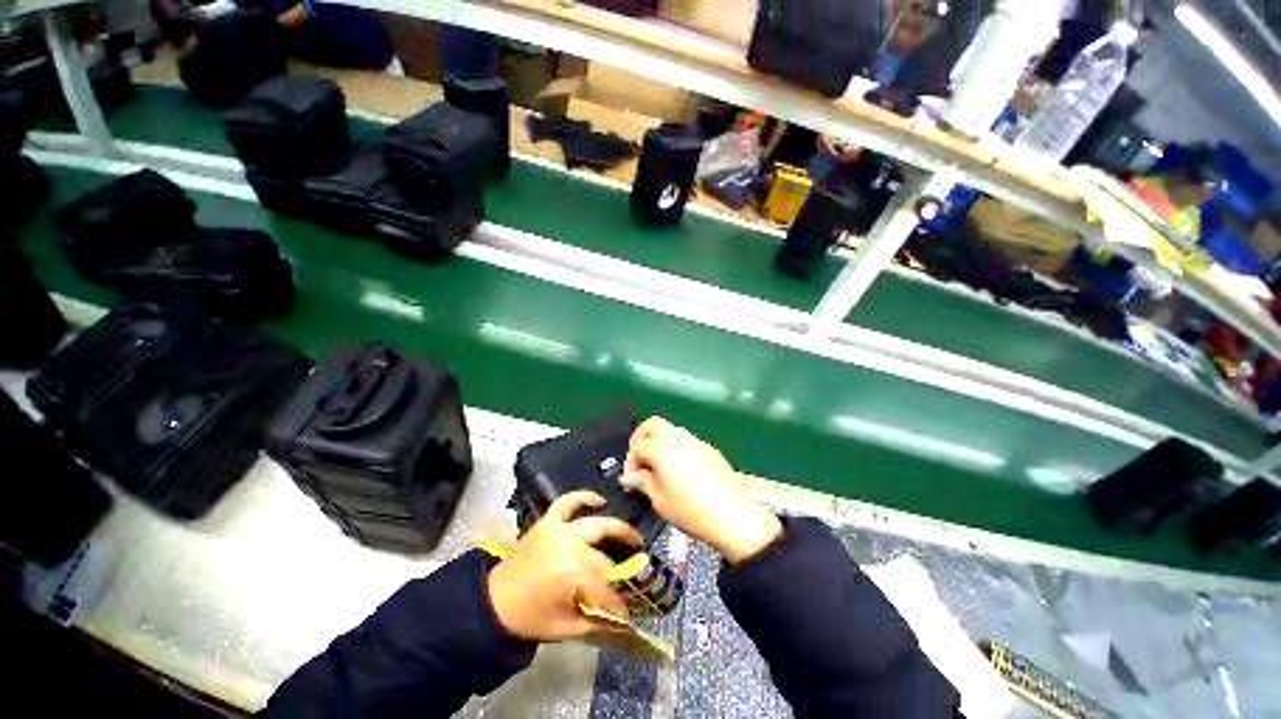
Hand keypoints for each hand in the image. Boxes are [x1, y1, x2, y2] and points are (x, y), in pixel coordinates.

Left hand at [487, 491, 640, 641]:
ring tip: (631, 537)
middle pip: (604, 554)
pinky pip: (568, 502)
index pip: (605, 586)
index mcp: (571, 573)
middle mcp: (568, 545)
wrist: (493, 602)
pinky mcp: (547, 521)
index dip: (618, 602)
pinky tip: (599, 500)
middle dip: (622, 566)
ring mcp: (557, 528)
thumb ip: (596, 620)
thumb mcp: (564, 628)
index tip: (629, 612)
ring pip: (595, 524)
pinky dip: (584, 497)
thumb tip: (624, 619)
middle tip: (638, 569)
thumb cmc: (529, 617)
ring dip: (616, 528)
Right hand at [622, 417, 781, 563]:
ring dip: (658, 441)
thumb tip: (628, 477)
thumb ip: (642, 483)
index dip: (630, 462)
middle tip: (639, 460)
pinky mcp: (708, 448)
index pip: (638, 446)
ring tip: (657, 465)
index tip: (631, 479)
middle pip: (652, 424)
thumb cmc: (690, 511)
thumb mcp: (660, 500)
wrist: (732, 515)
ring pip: (670, 429)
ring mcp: (695, 441)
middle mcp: (678, 438)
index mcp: (662, 449)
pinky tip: (677, 468)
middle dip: (640, 438)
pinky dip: (674, 447)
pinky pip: (685, 439)